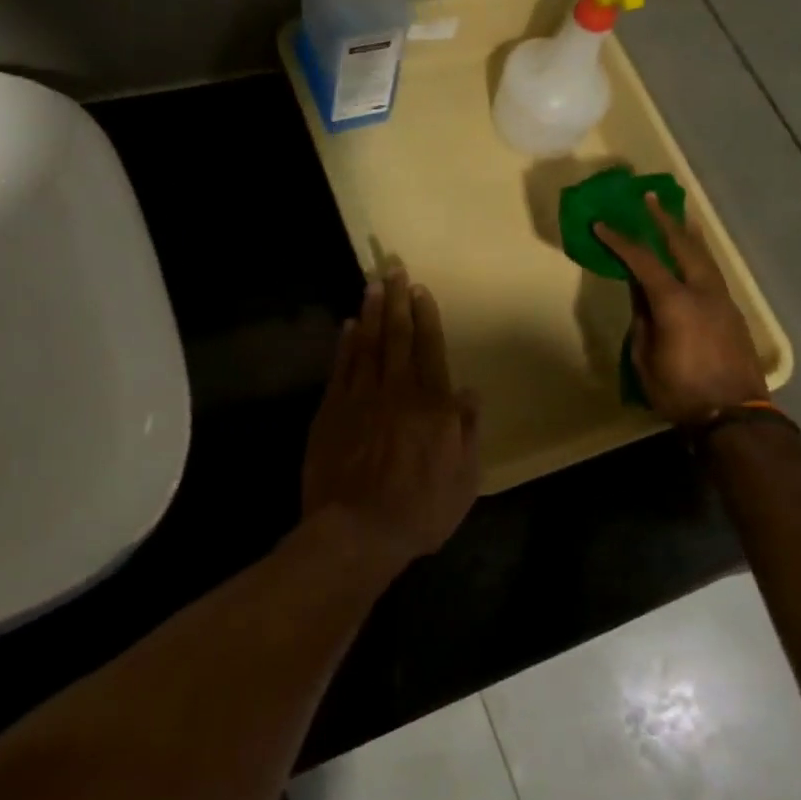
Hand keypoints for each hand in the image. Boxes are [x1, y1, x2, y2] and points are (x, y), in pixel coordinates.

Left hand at [302, 272, 480, 569]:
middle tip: (394, 268)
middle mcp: (397, 391)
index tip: (420, 290)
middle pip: (397, 336)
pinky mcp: (331, 411)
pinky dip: (345, 344)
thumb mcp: (464, 479)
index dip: (426, 316)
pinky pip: (341, 368)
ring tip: (372, 284)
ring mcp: (360, 398)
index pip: (430, 349)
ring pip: (367, 344)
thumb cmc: (419, 511)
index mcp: (432, 406)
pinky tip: (347, 326)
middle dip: (397, 300)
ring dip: (370, 312)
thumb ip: (467, 431)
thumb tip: (469, 391)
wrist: (356, 531)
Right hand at [595, 194, 767, 425]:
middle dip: (663, 220)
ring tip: (678, 215)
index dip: (620, 241)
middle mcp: (702, 292)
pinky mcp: (733, 312)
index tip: (602, 224)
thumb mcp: (645, 357)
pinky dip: (699, 254)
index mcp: (675, 302)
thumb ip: (642, 319)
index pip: (642, 261)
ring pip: (704, 256)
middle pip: (683, 245)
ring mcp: (722, 300)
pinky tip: (693, 255)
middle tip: (649, 198)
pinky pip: (712, 272)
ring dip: (687, 233)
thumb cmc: (680, 391)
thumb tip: (639, 292)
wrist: (735, 415)